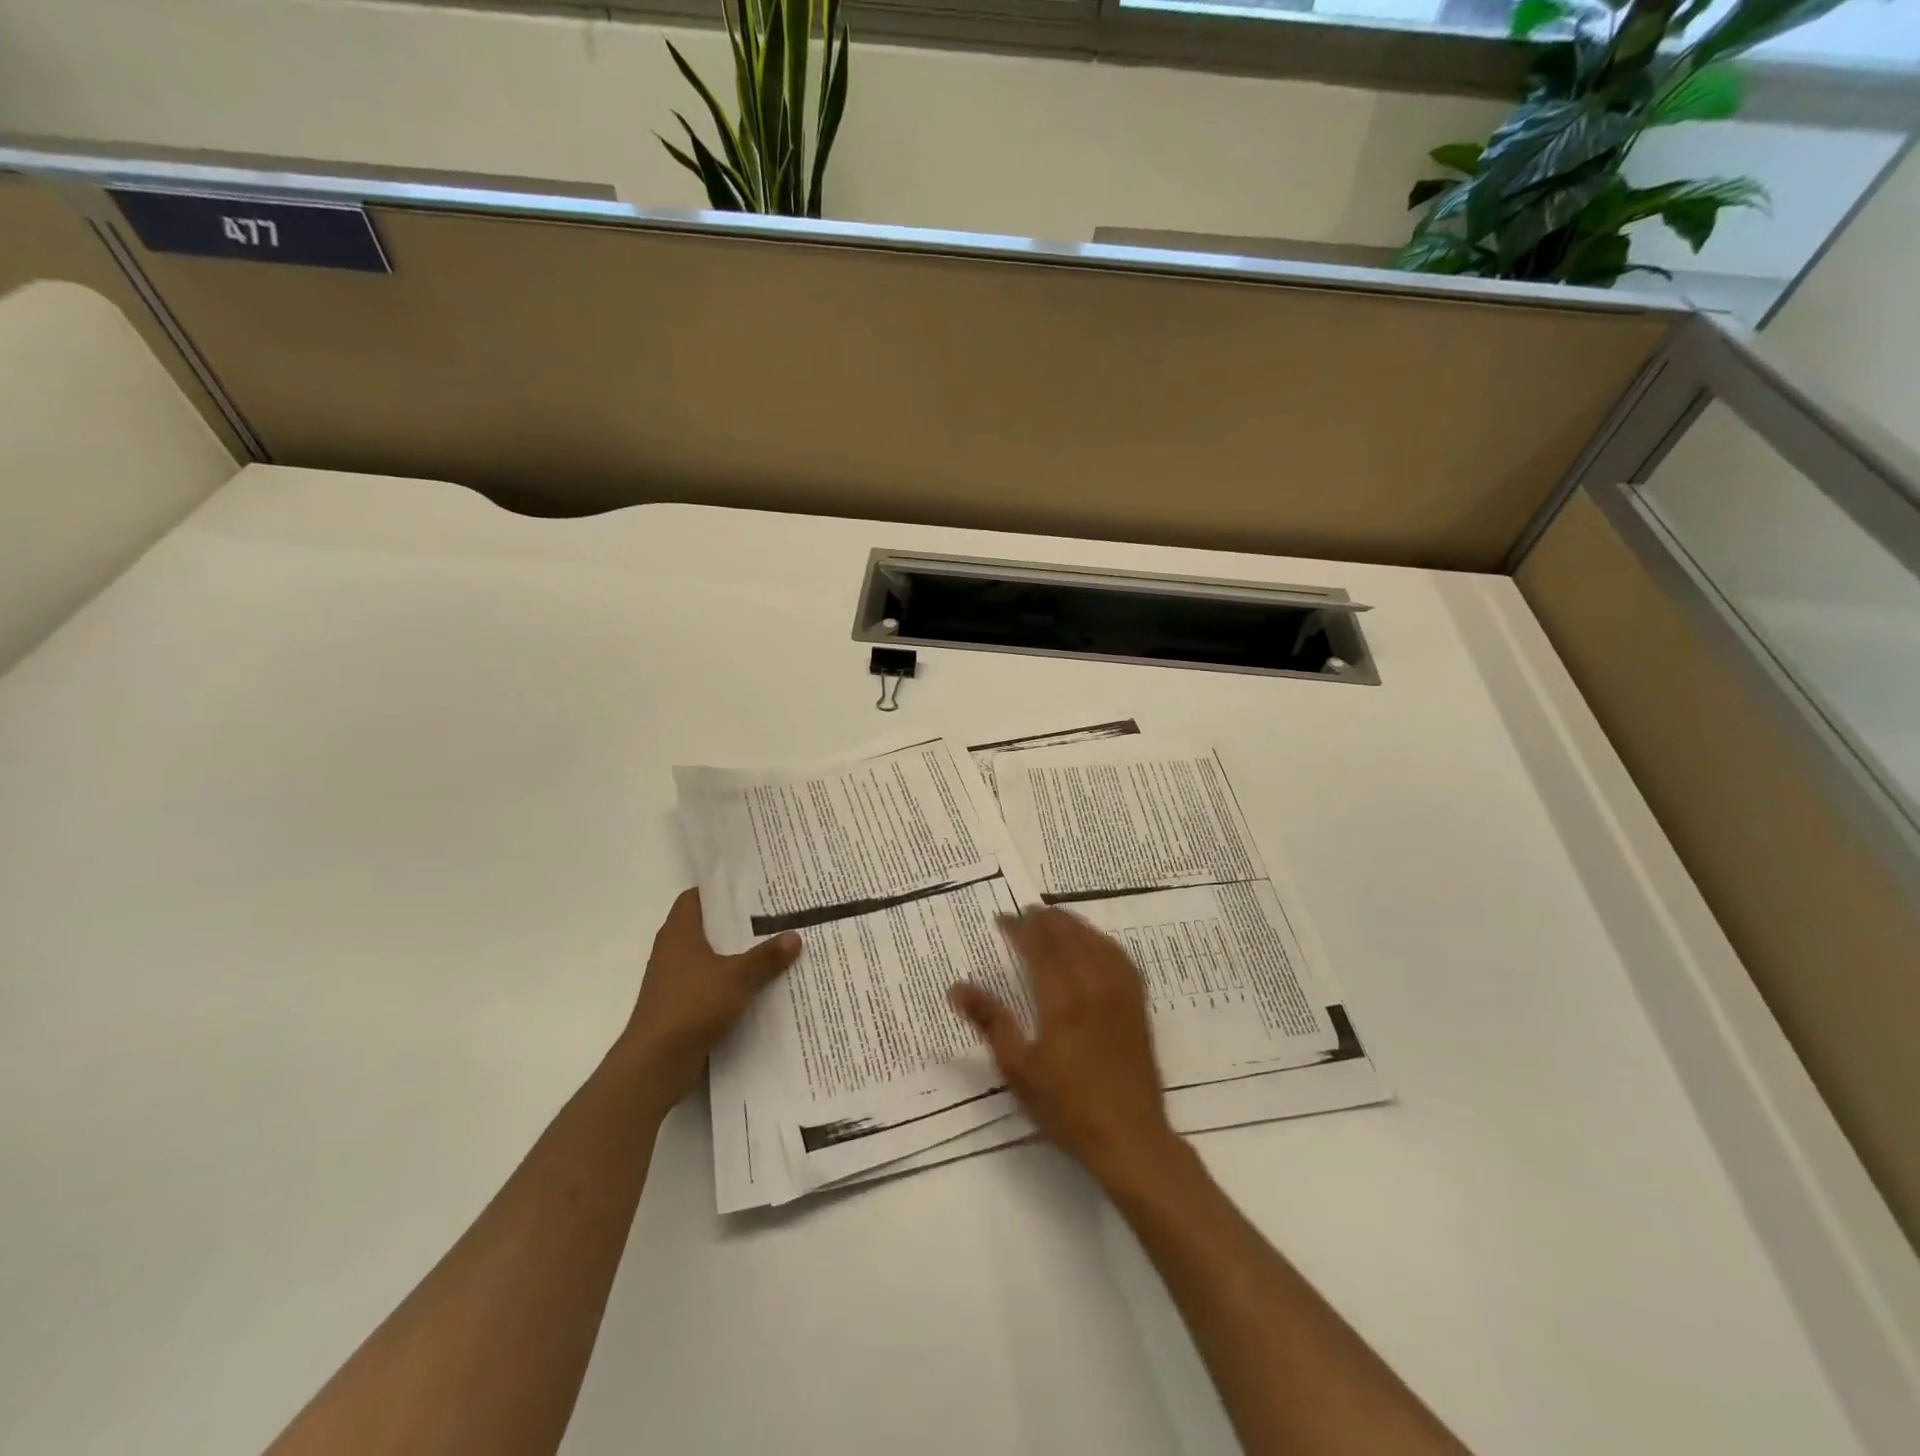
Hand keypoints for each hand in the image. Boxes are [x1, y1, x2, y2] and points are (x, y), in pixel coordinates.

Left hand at [619, 888, 800, 1106]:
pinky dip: (730, 981)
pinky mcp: (680, 1005)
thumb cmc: (692, 1005)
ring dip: (736, 953)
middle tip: (773, 913)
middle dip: (737, 922)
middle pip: (707, 926)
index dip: (721, 889)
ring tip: (773, 946)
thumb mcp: (738, 977)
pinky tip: (758, 984)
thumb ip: (766, 956)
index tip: (751, 887)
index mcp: (679, 932)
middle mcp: (672, 950)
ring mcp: (674, 979)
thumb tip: (794, 935)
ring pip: (710, 956)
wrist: (656, 1063)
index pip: (696, 897)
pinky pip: (709, 982)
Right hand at [949, 908, 1182, 1191]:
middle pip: (1069, 937)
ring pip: (1096, 942)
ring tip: (1056, 918)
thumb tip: (957, 987)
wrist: (1129, 1137)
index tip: (1003, 918)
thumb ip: (991, 1022)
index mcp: (1062, 999)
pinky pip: (1121, 959)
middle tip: (1026, 911)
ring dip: (1075, 925)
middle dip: (1046, 920)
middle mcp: (1093, 986)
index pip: (1039, 947)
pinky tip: (1096, 944)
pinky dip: (1103, 942)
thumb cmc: (1066, 1106)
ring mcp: (1120, 994)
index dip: (1021, 928)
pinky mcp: (1137, 1006)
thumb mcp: (1018, 1069)